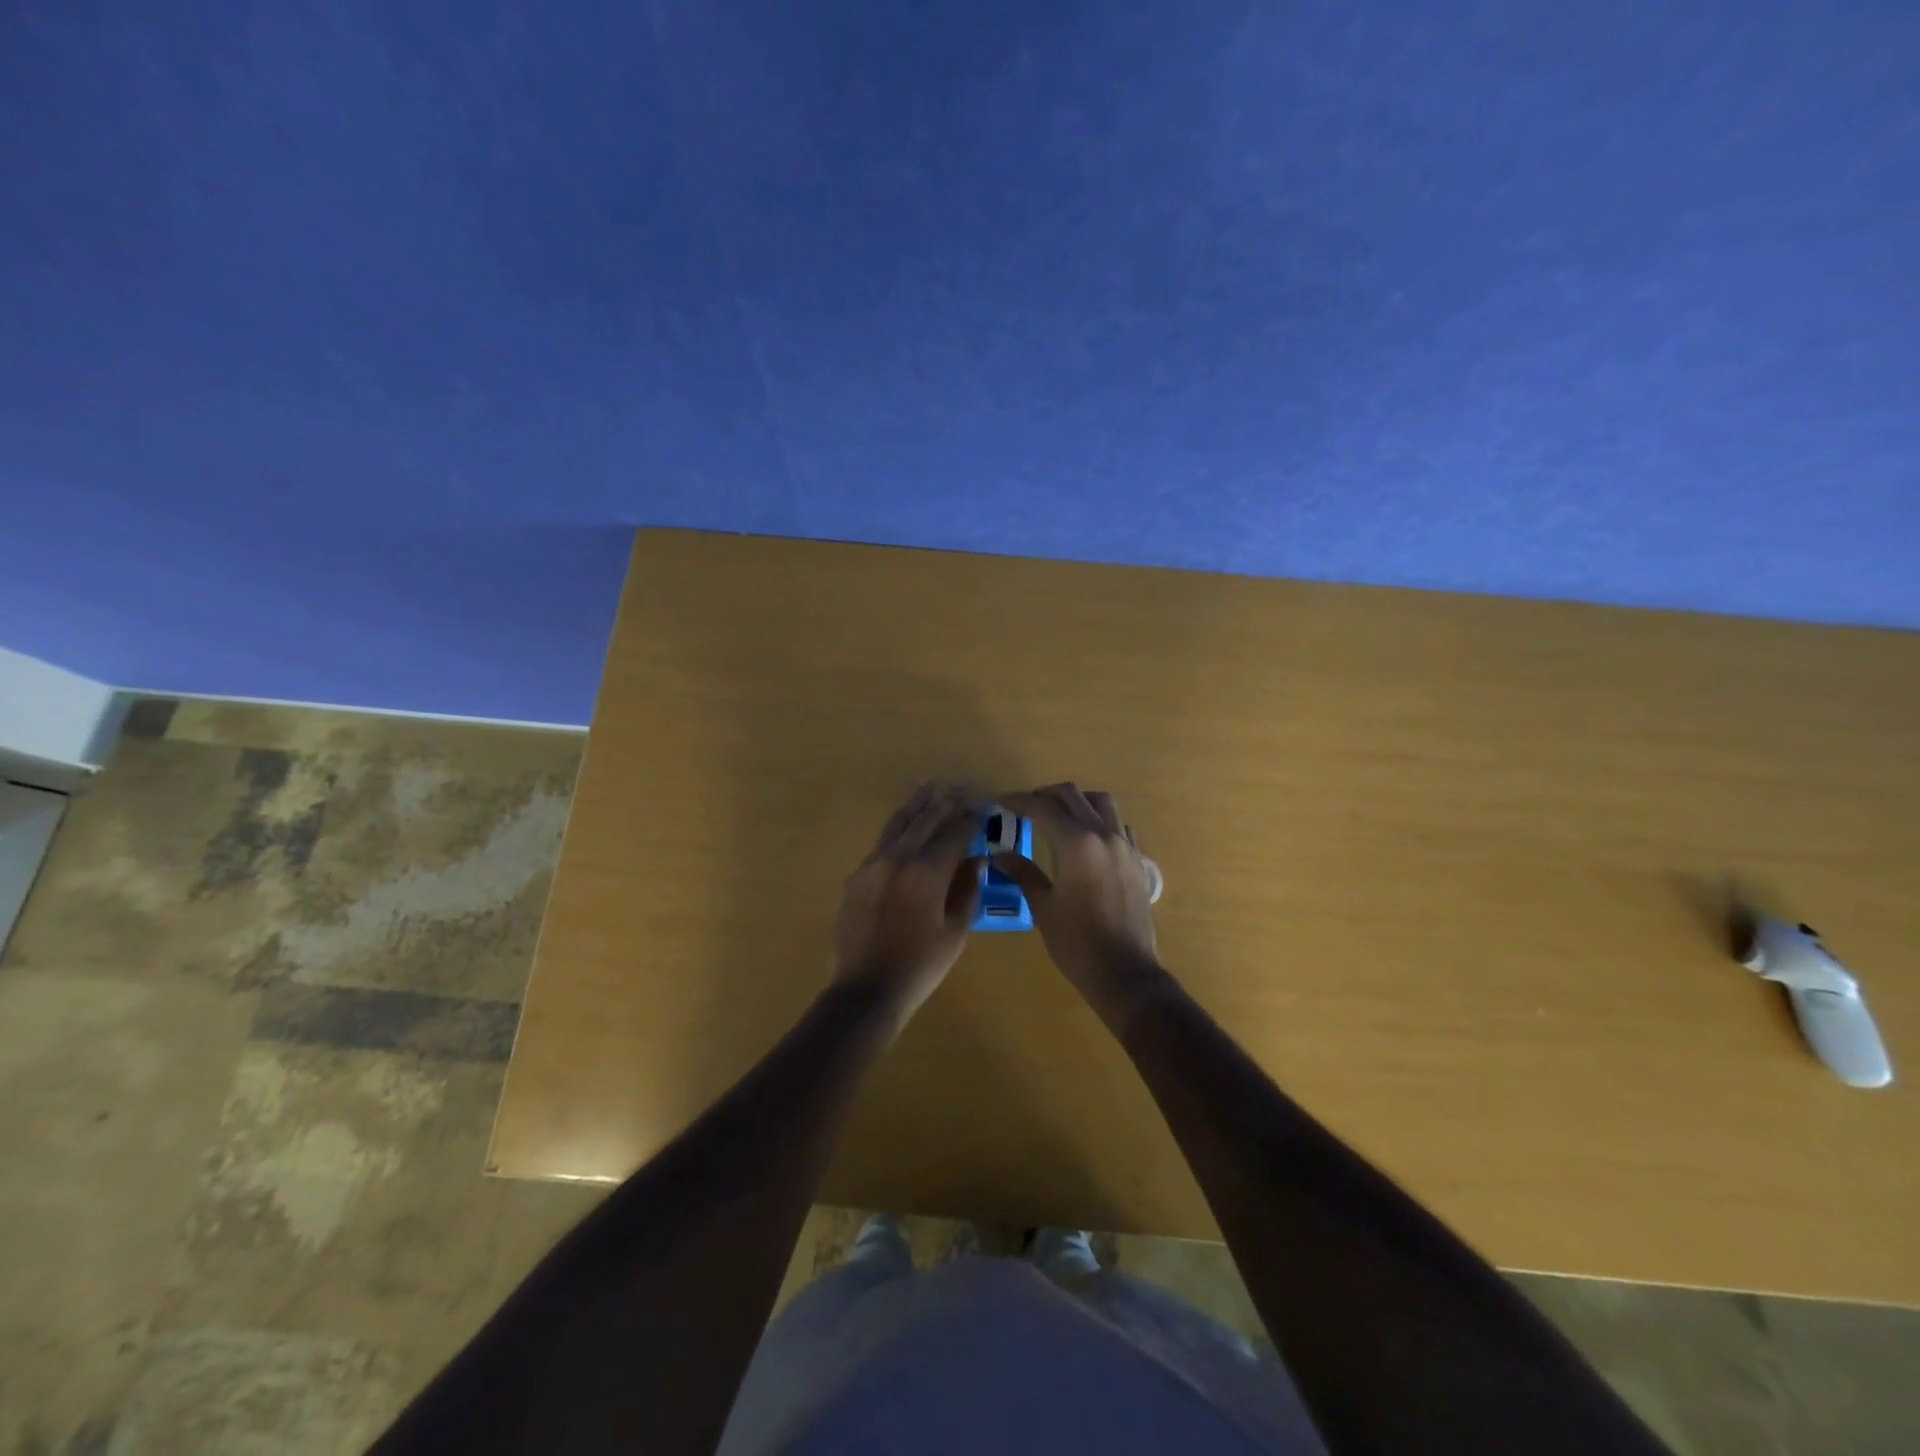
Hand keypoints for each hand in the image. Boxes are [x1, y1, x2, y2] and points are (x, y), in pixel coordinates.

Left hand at [833, 784, 983, 1026]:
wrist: (865, 991)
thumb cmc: (920, 966)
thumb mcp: (955, 931)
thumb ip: (968, 889)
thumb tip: (977, 860)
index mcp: (927, 872)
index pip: (955, 832)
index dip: (972, 818)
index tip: (985, 807)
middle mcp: (898, 858)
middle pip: (927, 819)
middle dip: (948, 801)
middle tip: (964, 788)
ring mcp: (872, 864)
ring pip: (900, 823)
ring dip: (919, 804)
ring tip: (932, 787)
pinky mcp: (857, 876)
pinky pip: (882, 843)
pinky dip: (899, 827)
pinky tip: (906, 823)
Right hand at [993, 784, 1164, 1019]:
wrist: (1124, 972)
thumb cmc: (1077, 942)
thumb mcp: (1043, 906)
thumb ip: (1023, 873)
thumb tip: (999, 855)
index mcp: (1077, 843)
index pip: (1043, 807)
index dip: (1018, 801)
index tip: (1001, 803)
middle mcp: (1103, 834)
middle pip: (1072, 795)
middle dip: (1045, 795)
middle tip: (1025, 807)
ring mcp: (1125, 846)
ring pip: (1101, 803)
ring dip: (1076, 801)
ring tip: (1058, 815)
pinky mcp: (1137, 860)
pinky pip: (1119, 825)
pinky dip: (1099, 820)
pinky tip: (1087, 839)